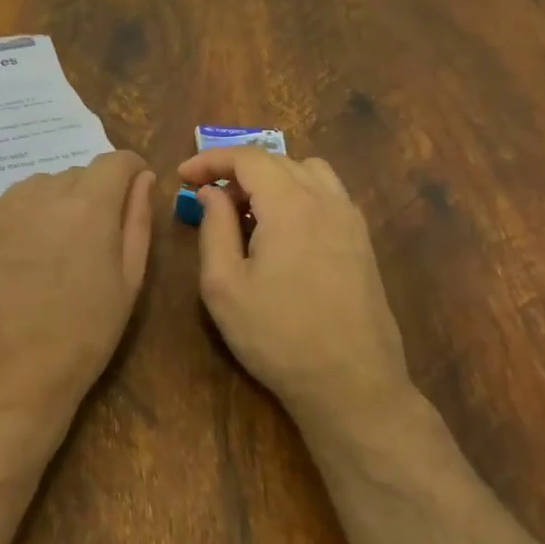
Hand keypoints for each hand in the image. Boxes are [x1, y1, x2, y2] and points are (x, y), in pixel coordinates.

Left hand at [0, 151, 155, 444]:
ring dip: (50, 208)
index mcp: (86, 207)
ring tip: (48, 257)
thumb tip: (141, 178)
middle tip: (87, 244)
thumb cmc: (81, 339)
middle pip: (73, 175)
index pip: (114, 161)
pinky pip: (3, 211)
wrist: (4, 383)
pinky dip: (16, 226)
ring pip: (35, 190)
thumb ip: (137, 220)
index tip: (130, 193)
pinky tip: (15, 268)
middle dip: (89, 196)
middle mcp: (38, 194)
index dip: (129, 172)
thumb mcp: (127, 283)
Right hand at [180, 148, 413, 435]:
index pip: (247, 158)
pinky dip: (298, 194)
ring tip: (247, 210)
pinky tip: (281, 230)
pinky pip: (328, 195)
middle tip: (207, 197)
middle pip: (278, 160)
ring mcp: (351, 221)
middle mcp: (326, 201)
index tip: (182, 176)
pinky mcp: (362, 243)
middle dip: (237, 170)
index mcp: (290, 205)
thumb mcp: (224, 285)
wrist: (351, 385)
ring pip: (309, 172)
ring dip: (272, 178)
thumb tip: (211, 193)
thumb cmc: (276, 336)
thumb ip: (214, 228)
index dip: (210, 160)